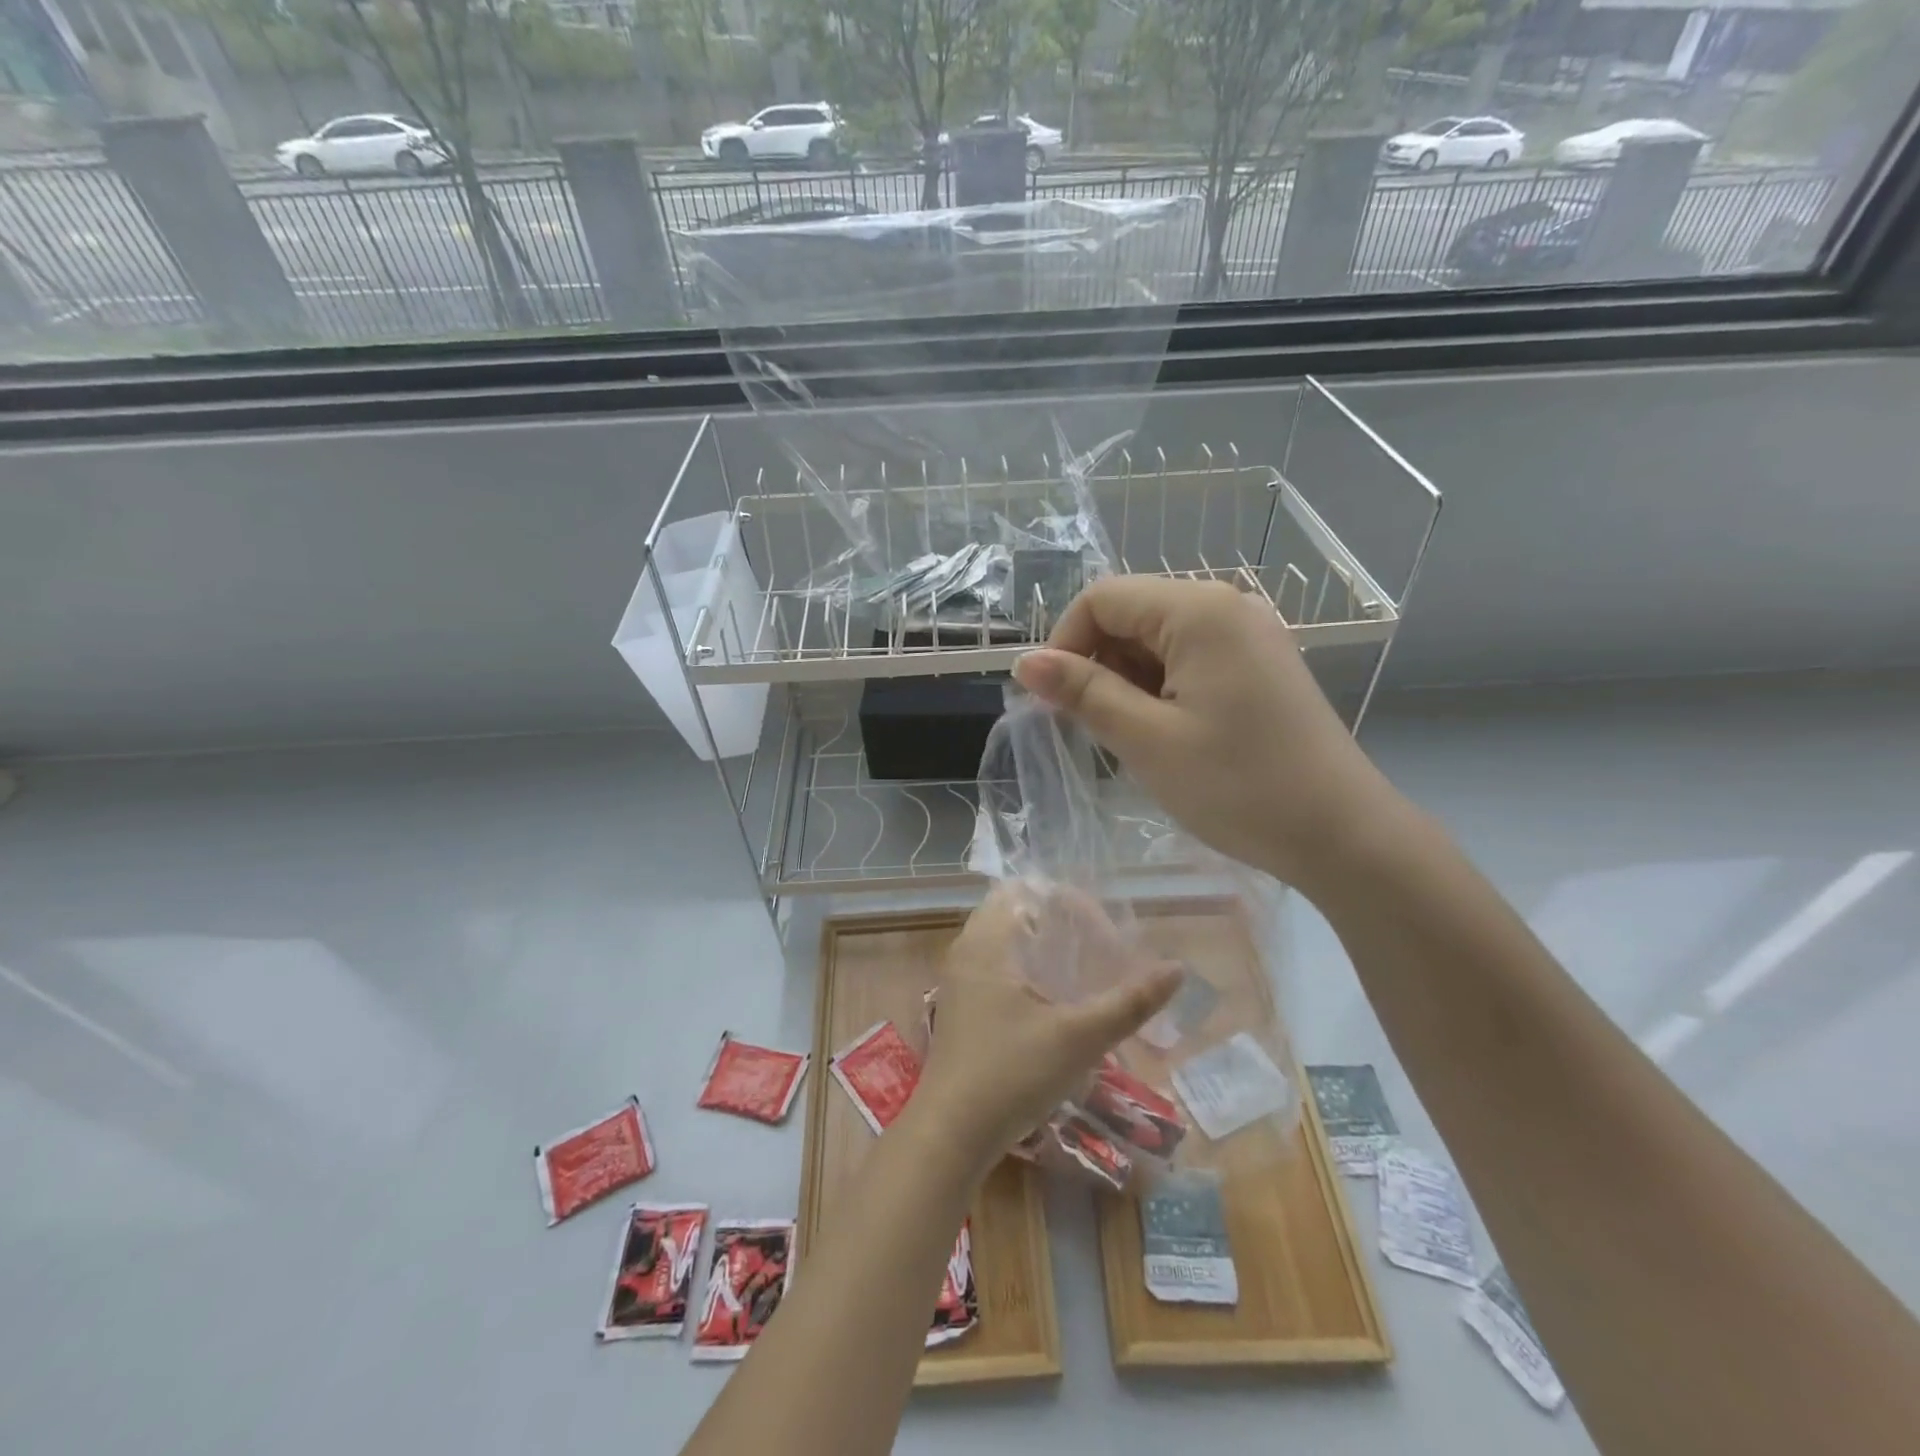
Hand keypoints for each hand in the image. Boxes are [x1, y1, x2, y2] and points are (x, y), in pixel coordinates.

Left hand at [916, 883, 1180, 1174]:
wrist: (949, 1135)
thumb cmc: (1010, 1074)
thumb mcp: (1078, 1038)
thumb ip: (1129, 1003)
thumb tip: (1177, 969)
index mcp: (987, 942)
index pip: (1025, 890)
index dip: (1069, 902)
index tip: (1104, 933)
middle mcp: (967, 951)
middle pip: (1014, 911)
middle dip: (1059, 922)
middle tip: (1098, 947)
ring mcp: (960, 981)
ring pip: (1004, 941)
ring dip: (1042, 946)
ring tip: (1082, 970)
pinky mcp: (962, 1008)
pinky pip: (995, 967)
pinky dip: (1026, 969)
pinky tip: (1053, 1001)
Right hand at [1012, 576, 1400, 896]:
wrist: (1341, 834)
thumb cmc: (1239, 786)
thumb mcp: (1148, 739)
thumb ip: (1084, 692)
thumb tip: (1025, 662)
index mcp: (1199, 611)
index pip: (1102, 598)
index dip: (1064, 643)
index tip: (1053, 702)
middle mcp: (1226, 605)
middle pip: (1130, 613)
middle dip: (1098, 664)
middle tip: (1094, 728)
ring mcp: (1248, 634)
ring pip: (1157, 639)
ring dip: (1128, 681)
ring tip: (1135, 738)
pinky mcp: (1258, 664)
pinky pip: (1188, 658)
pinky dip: (1160, 688)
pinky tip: (1167, 733)